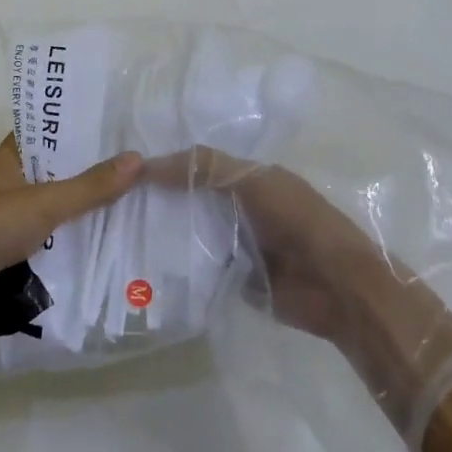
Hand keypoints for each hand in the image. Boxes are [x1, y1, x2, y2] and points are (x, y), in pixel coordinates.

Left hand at [0, 136, 143, 332]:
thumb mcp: (43, 203)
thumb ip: (90, 186)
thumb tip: (137, 159)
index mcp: (9, 159)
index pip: (49, 132)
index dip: (79, 129)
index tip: (117, 127)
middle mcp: (8, 184)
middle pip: (57, 173)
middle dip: (91, 174)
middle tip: (138, 168)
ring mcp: (8, 220)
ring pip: (55, 210)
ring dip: (83, 212)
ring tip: (133, 203)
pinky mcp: (10, 253)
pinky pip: (49, 242)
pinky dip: (71, 244)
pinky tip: (106, 244)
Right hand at [149, 146, 451, 436]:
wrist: (338, 287)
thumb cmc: (298, 221)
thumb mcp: (253, 181)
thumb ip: (206, 168)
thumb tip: (148, 163)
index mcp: (251, 178)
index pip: (199, 165)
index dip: (168, 165)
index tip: (127, 171)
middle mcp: (241, 207)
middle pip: (192, 198)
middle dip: (160, 200)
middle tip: (113, 204)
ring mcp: (237, 244)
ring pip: (192, 232)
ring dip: (166, 233)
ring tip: (120, 233)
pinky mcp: (235, 279)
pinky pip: (200, 266)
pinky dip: (178, 265)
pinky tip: (144, 265)